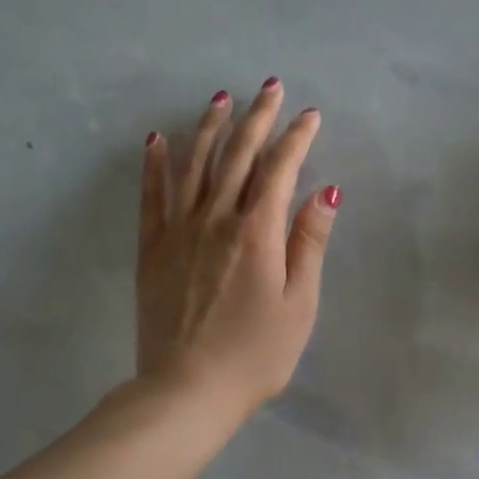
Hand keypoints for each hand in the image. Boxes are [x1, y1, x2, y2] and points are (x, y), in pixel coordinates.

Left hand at [137, 79, 338, 413]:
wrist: (187, 391)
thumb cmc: (256, 354)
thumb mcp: (300, 304)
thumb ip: (309, 243)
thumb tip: (326, 191)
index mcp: (257, 232)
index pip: (280, 169)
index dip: (296, 138)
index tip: (310, 114)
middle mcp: (216, 219)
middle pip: (238, 156)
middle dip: (257, 118)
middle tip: (269, 87)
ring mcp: (179, 231)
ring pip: (194, 166)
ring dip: (209, 128)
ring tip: (220, 99)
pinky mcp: (153, 249)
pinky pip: (152, 196)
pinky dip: (155, 165)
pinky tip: (156, 139)